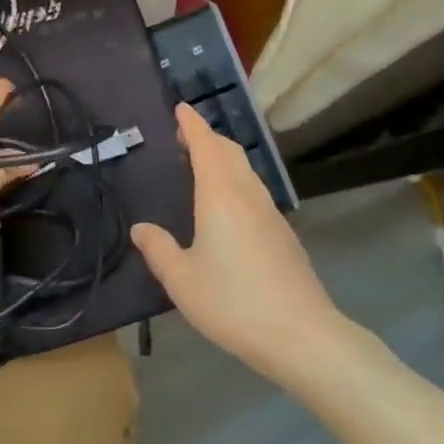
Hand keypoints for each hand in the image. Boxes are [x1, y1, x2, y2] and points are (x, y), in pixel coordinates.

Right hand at [131, 102, 341, 383]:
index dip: (192, 125)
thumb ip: (159, 250)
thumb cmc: (234, 303)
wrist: (302, 335)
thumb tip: (141, 228)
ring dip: (223, 157)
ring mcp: (271, 213)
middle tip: (183, 135)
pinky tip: (226, 204)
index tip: (180, 108)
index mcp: (220, 196)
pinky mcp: (283, 234)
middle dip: (207, 137)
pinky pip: (254, 190)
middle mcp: (248, 195)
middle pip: (229, 151)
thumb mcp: (182, 280)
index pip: (205, 146)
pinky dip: (235, 179)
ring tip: (201, 163)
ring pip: (245, 170)